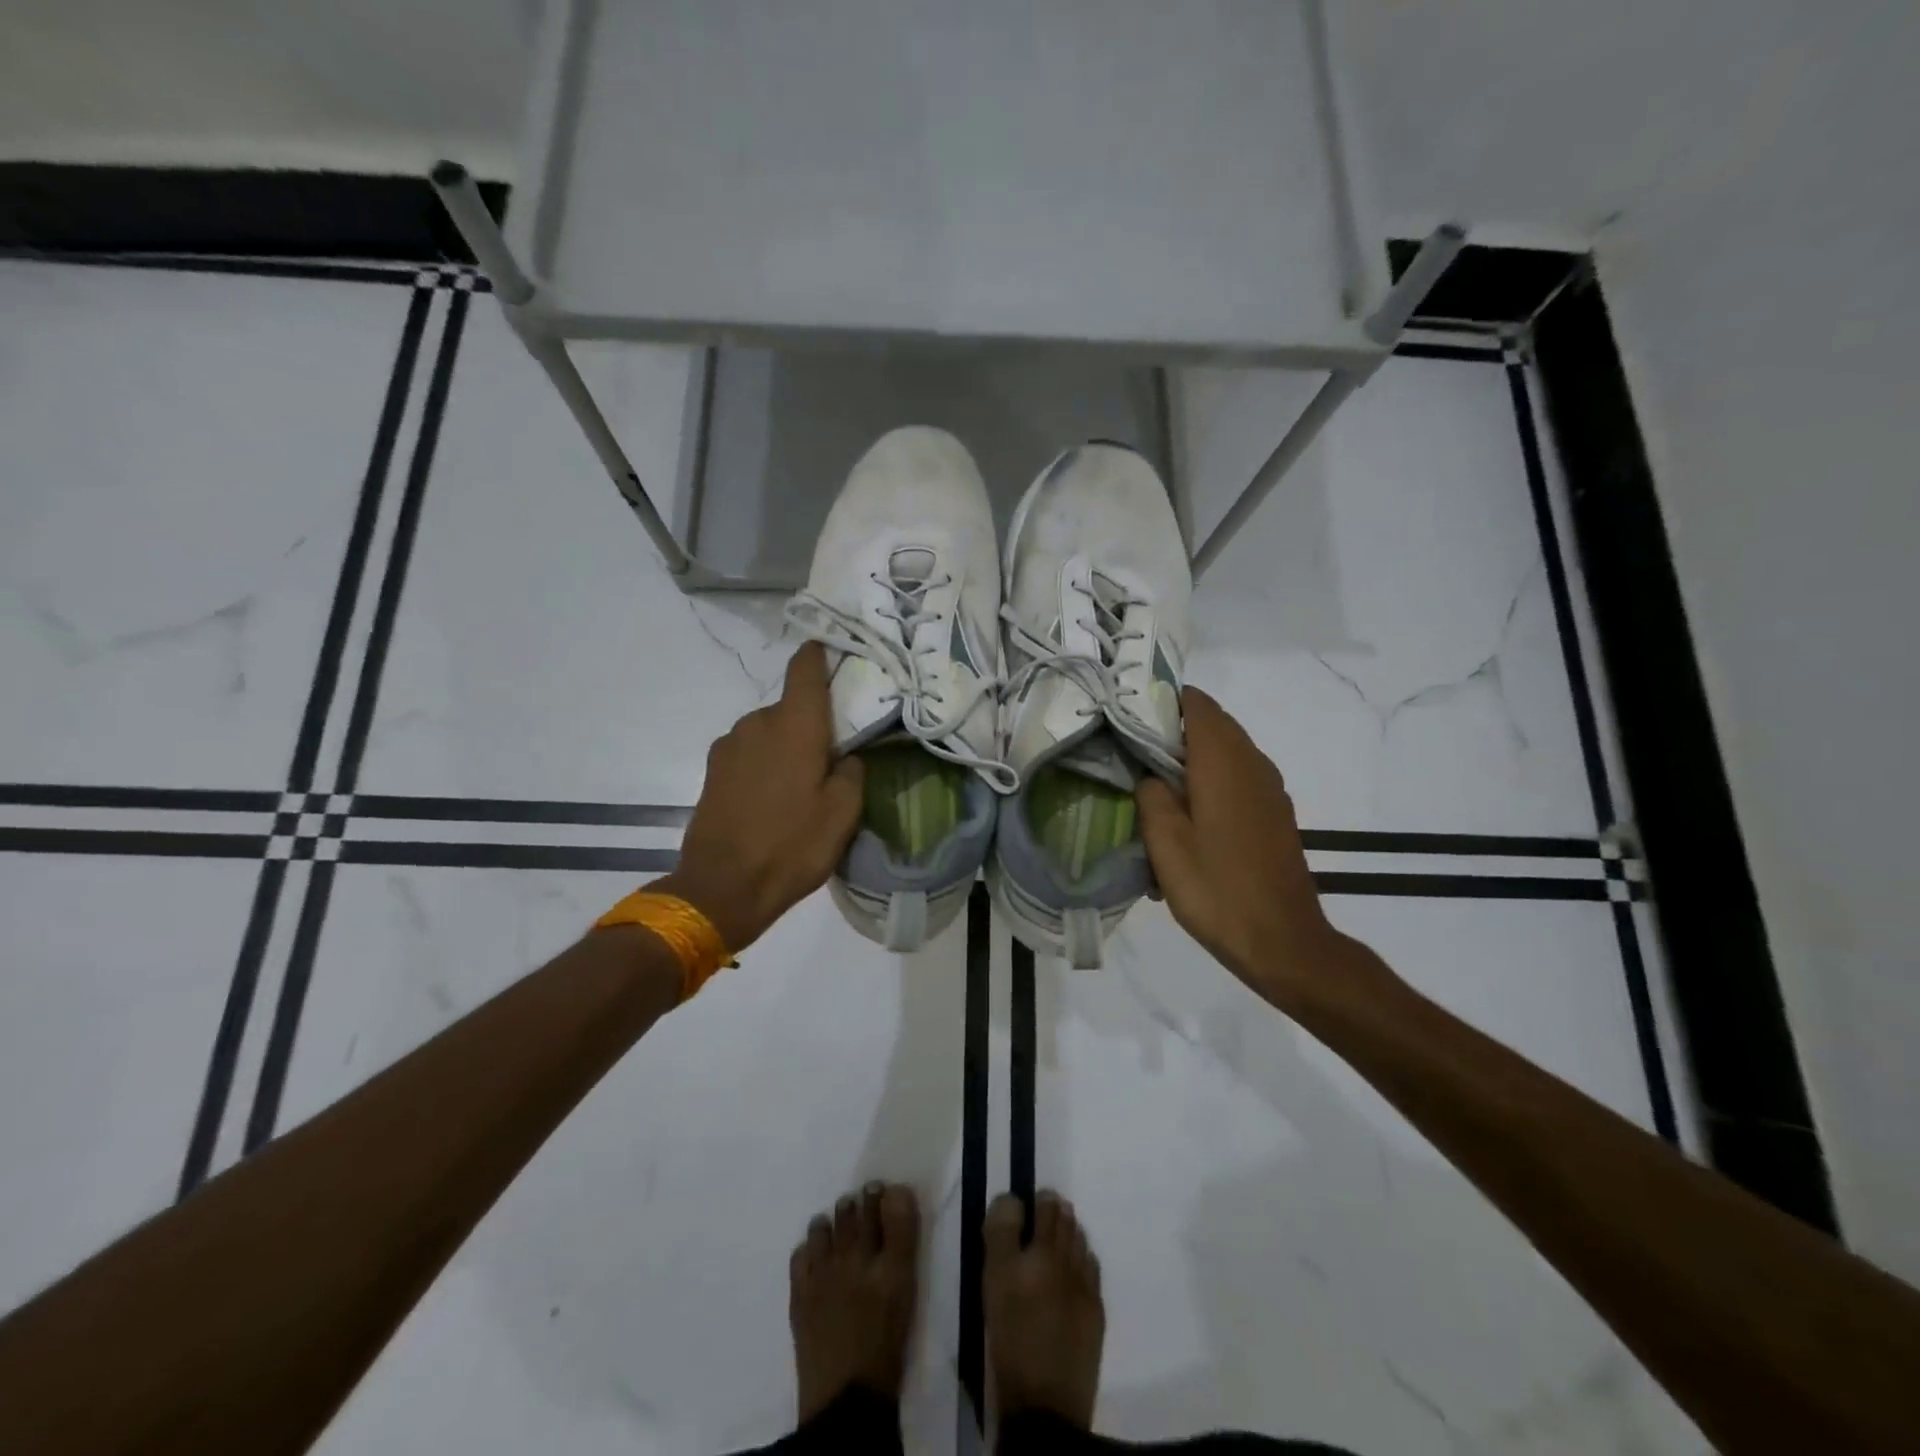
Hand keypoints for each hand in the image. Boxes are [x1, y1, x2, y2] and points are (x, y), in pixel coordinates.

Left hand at [655, 642, 864, 951]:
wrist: (721, 888)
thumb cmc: (792, 846)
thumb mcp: (843, 814)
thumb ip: (852, 772)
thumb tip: (847, 757)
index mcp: (794, 724)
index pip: (805, 667)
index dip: (821, 654)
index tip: (837, 653)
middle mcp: (757, 722)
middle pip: (790, 705)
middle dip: (812, 721)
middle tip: (833, 752)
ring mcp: (729, 745)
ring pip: (769, 730)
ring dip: (787, 744)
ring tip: (803, 783)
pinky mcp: (713, 770)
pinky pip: (749, 751)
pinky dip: (766, 762)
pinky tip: (774, 798)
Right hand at [1136, 687, 1383, 1010]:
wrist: (1282, 941)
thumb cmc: (1216, 889)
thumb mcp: (1165, 843)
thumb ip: (1151, 795)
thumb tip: (1150, 776)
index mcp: (1223, 761)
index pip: (1196, 704)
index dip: (1162, 701)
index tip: (1130, 716)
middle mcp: (1252, 764)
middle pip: (1212, 725)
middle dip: (1173, 730)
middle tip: (1132, 751)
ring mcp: (1269, 789)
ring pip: (1227, 752)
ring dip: (1193, 758)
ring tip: (1156, 785)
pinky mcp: (1275, 814)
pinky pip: (1239, 778)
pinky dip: (1212, 781)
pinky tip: (1189, 817)